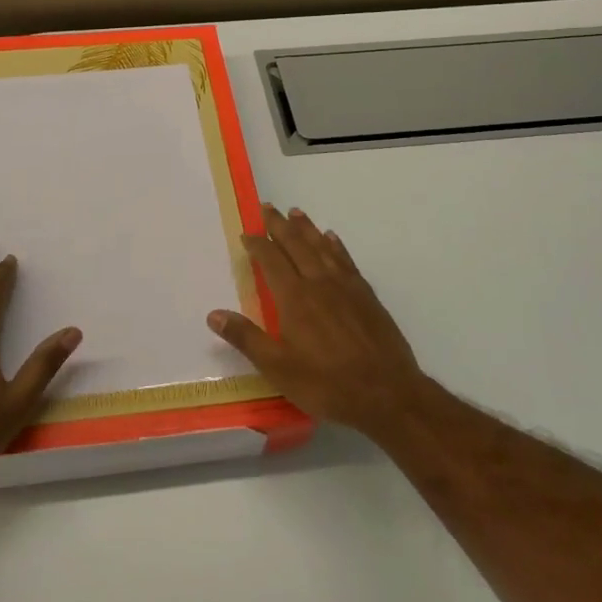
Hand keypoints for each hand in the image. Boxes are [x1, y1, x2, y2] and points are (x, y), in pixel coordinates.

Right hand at [207, 205, 427, 441]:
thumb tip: (213, 314)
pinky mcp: (366, 295)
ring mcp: (346, 286)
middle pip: (296, 245)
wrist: (387, 394)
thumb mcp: (278, 368)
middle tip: (268, 207)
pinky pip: (346, 260)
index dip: (257, 244)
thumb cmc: (327, 384)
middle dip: (279, 225)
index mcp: (294, 298)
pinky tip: (332, 239)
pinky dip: (336, 246)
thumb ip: (246, 338)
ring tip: (295, 212)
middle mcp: (318, 282)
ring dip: (306, 228)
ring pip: (322, 247)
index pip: (271, 260)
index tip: (246, 232)